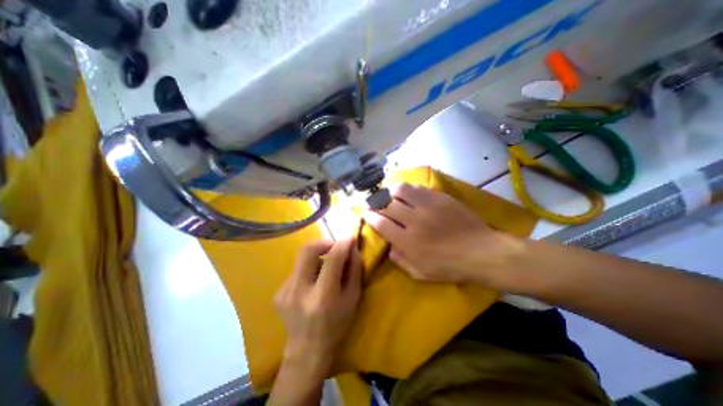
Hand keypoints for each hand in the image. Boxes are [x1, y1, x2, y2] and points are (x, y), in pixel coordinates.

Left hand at [273, 239, 361, 374]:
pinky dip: (309, 269)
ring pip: (302, 259)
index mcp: (322, 297)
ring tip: (325, 270)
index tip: (349, 237)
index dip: (342, 244)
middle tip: (334, 247)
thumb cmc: (336, 325)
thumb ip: (354, 270)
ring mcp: (285, 291)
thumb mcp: (353, 298)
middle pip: (307, 250)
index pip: (332, 259)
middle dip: (323, 243)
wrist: (306, 351)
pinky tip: (313, 283)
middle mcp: (299, 291)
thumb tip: (352, 247)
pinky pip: (297, 270)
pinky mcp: (278, 292)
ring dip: (317, 257)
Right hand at [365, 182, 522, 287]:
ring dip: (390, 191)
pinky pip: (418, 188)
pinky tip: (407, 192)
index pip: (381, 223)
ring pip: (401, 191)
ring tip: (388, 193)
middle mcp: (414, 220)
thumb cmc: (449, 267)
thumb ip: (399, 259)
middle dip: (376, 202)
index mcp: (407, 241)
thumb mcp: (419, 273)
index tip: (365, 213)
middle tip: (374, 202)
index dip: (370, 216)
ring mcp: (428, 206)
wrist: (482, 252)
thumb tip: (388, 245)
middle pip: (387, 204)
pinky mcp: (440, 198)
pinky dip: (408, 189)